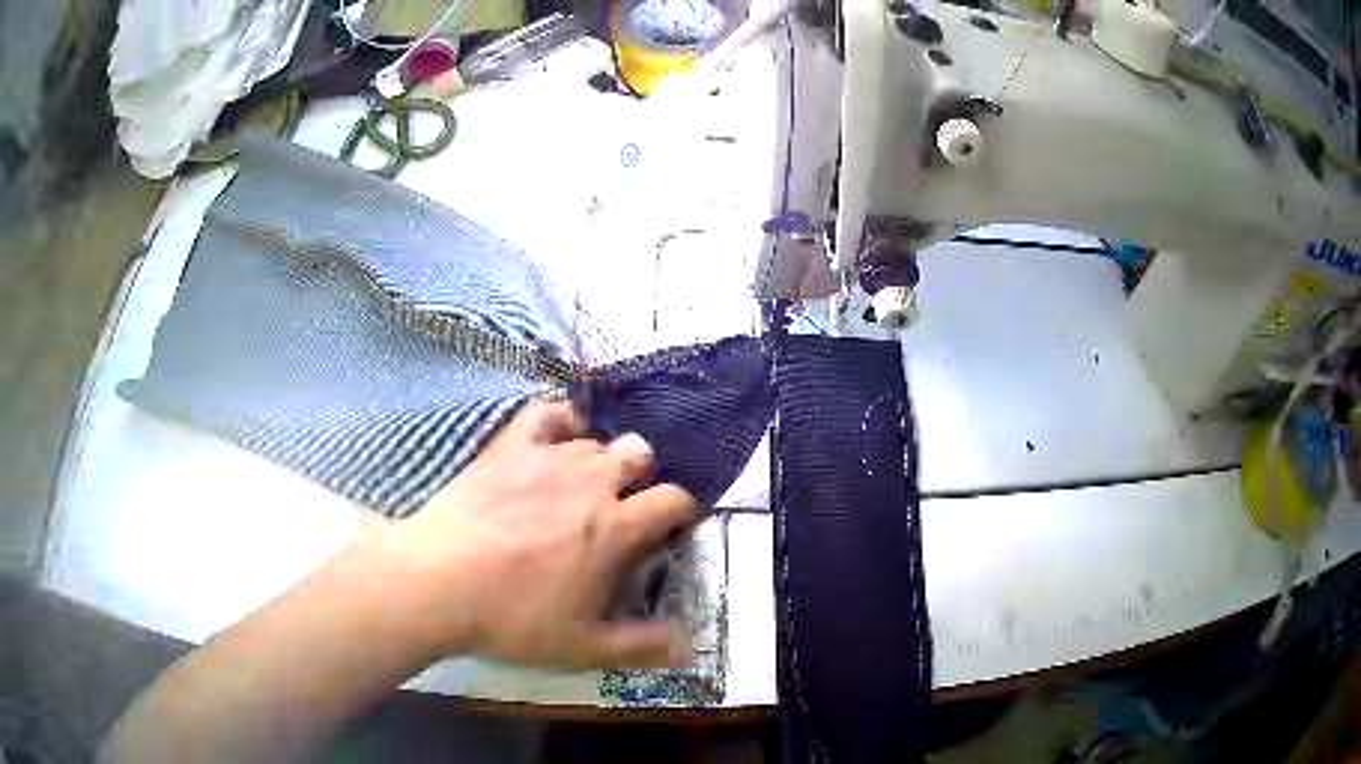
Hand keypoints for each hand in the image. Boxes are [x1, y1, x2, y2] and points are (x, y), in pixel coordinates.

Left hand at [377, 401, 698, 669]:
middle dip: (641, 477)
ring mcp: (548, 458)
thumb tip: (688, 650)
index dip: (680, 510)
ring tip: (582, 486)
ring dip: (600, 459)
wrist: (437, 582)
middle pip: (638, 454)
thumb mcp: (583, 647)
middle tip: (621, 508)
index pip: (673, 499)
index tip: (669, 528)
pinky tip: (557, 438)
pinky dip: (561, 422)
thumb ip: (641, 646)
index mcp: (616, 528)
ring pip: (595, 440)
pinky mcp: (509, 447)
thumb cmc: (513, 618)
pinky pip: (547, 414)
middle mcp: (591, 482)